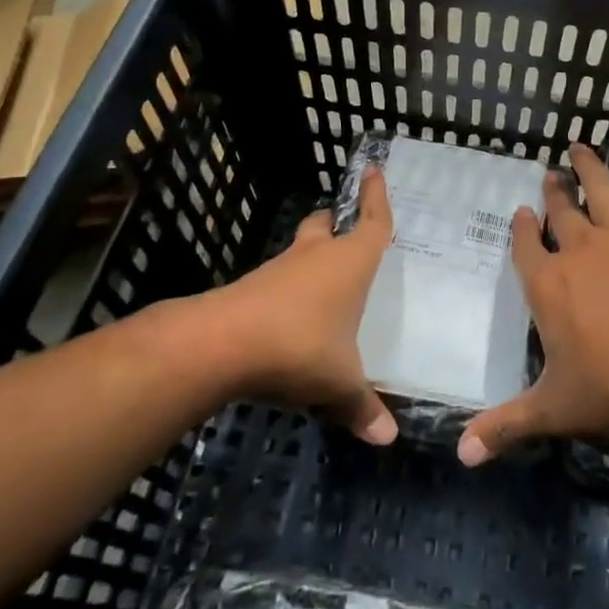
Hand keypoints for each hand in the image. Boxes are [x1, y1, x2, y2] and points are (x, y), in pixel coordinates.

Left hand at [209, 167, 398, 444]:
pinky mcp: (250, 290)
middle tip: (344, 228)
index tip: (374, 169)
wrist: (220, 344)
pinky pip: (278, 281)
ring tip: (324, 282)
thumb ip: (362, 407)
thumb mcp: (338, 382)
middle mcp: (315, 257)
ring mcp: (278, 271)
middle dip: (335, 223)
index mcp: (349, 263)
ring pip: (299, 252)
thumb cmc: (298, 345)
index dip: (377, 196)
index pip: (372, 221)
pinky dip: (289, 290)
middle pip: (325, 226)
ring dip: (310, 259)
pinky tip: (293, 318)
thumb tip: (387, 439)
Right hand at [458, 143, 608, 465]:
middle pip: (561, 214)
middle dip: (553, 193)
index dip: (520, 229)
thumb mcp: (550, 411)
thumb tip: (460, 454)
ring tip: (583, 147)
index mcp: (548, 286)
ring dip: (593, 170)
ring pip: (605, 195)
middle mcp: (581, 254)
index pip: (525, 247)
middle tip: (550, 175)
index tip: (520, 212)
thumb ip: (504, 425)